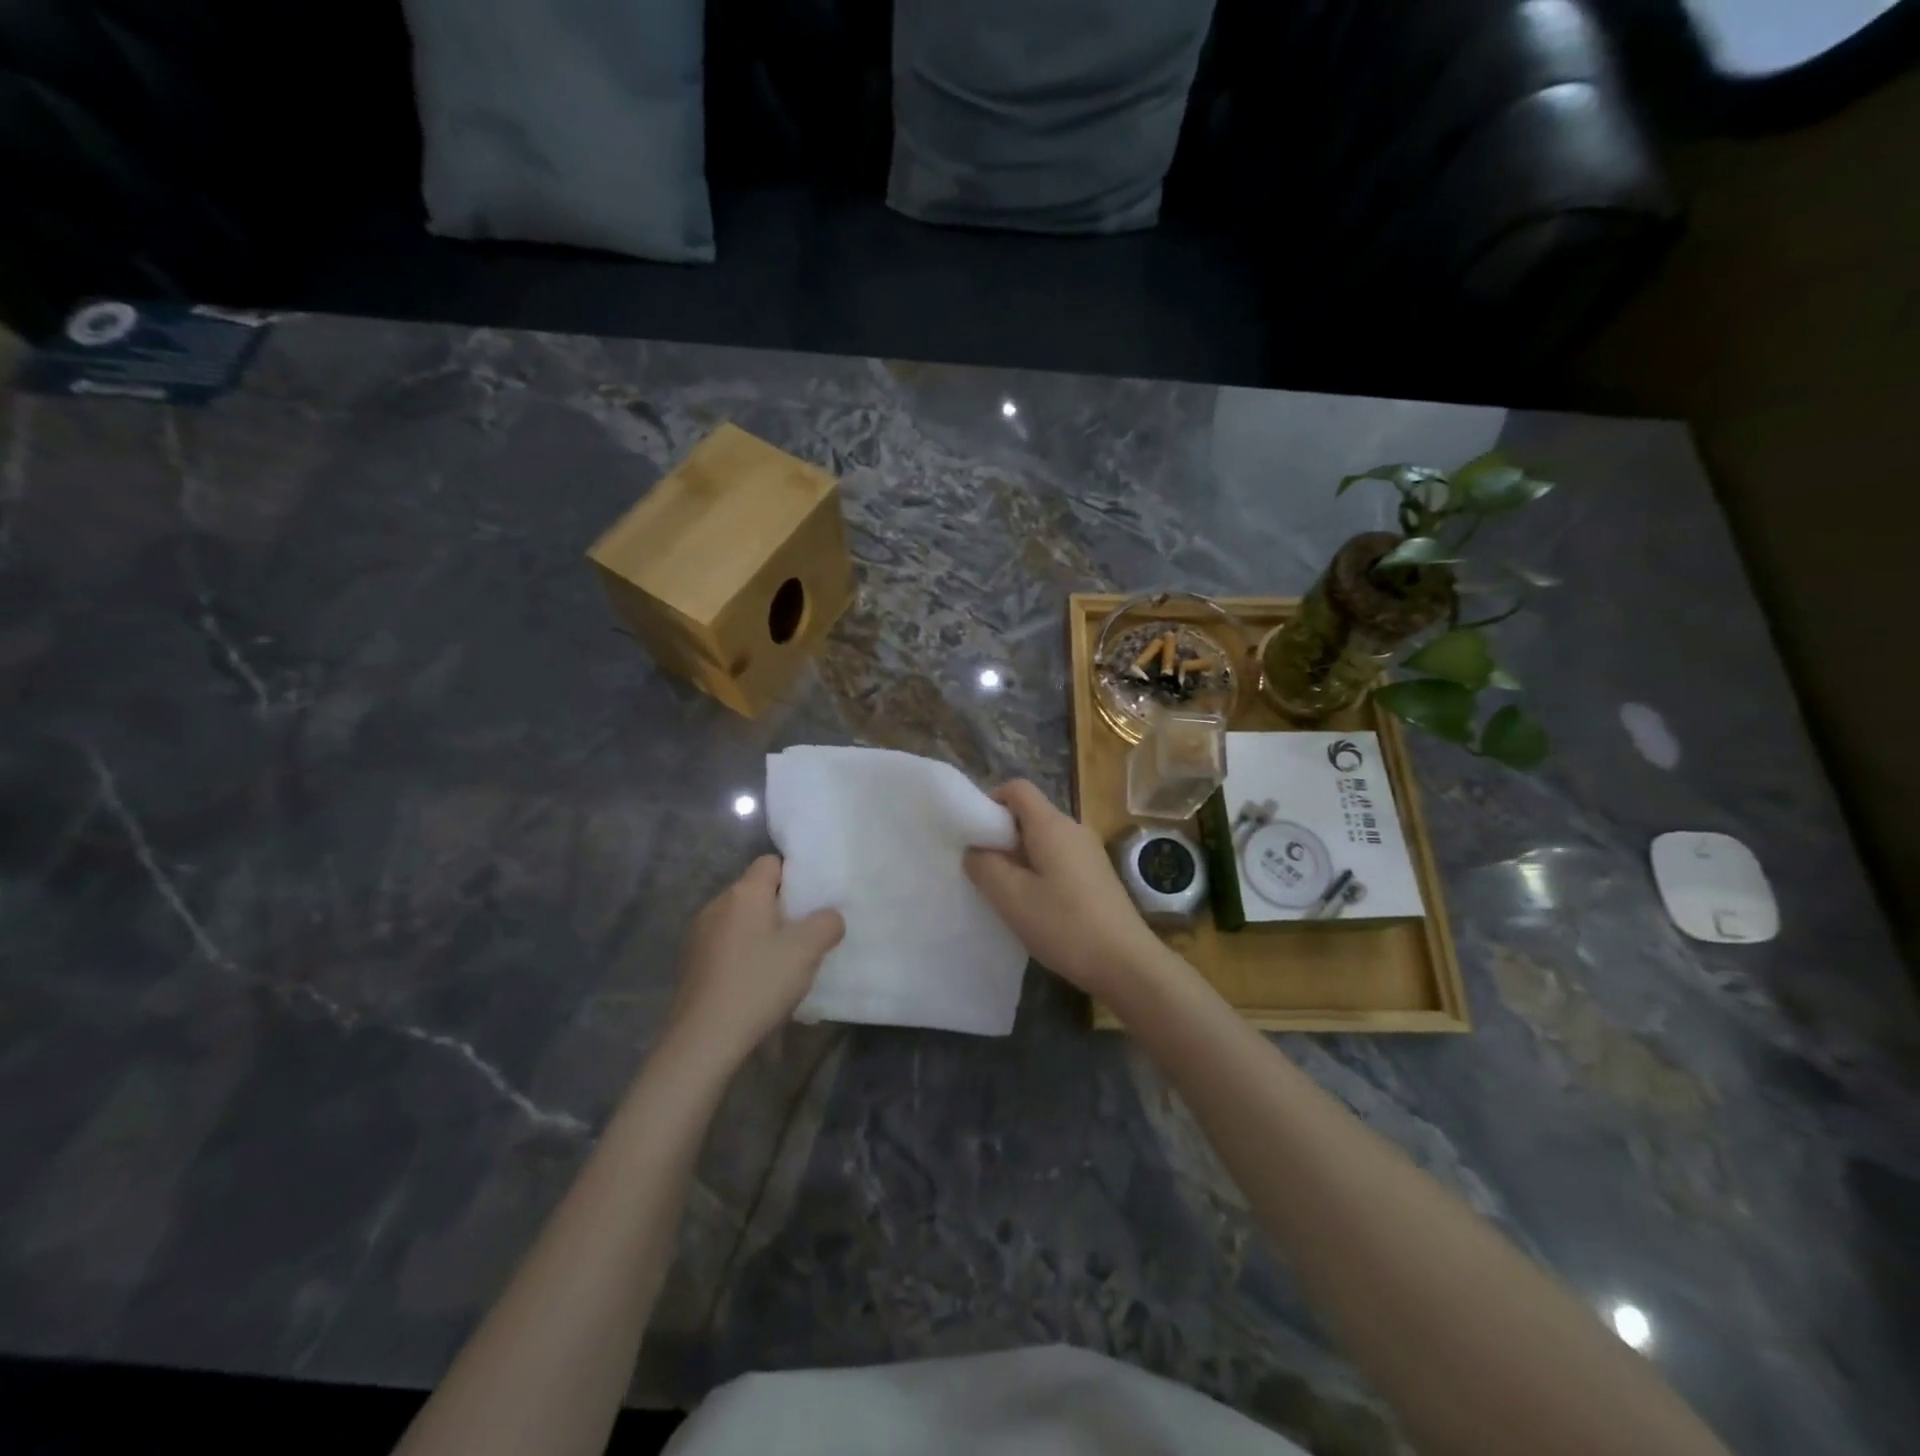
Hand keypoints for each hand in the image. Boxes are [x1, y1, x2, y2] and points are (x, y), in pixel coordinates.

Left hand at [668, 856, 844, 1065]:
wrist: (704, 1038)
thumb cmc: (759, 983)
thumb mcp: (808, 950)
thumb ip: (827, 923)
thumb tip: (829, 917)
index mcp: (745, 892)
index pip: (771, 862)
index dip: (794, 876)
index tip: (810, 904)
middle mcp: (717, 904)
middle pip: (755, 892)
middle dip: (779, 908)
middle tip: (803, 936)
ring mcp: (698, 933)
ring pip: (739, 920)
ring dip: (758, 933)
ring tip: (779, 963)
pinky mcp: (690, 962)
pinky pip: (724, 944)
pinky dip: (740, 954)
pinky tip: (753, 982)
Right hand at [964, 780, 1170, 1000]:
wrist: (1127, 963)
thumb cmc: (1064, 925)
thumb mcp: (1011, 897)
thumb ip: (984, 866)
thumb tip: (975, 850)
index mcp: (1052, 825)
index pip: (1017, 788)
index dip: (991, 802)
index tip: (975, 835)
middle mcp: (1074, 829)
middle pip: (1030, 814)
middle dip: (1002, 835)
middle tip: (984, 870)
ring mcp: (1090, 852)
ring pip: (1044, 839)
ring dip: (1020, 857)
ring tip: (1007, 892)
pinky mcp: (1098, 875)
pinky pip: (1060, 859)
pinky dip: (1040, 871)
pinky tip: (1036, 906)